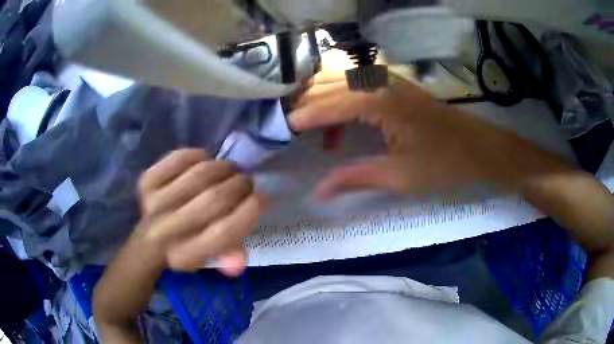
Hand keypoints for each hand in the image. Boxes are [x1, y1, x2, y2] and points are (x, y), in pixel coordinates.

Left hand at [133, 149, 261, 275]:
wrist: (149, 236)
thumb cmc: (186, 246)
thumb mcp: (210, 260)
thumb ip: (230, 257)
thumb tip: (242, 255)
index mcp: (186, 256)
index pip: (223, 232)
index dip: (247, 213)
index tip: (259, 199)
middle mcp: (167, 230)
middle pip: (214, 199)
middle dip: (239, 186)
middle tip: (246, 182)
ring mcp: (154, 203)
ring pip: (200, 174)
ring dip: (223, 168)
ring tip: (230, 170)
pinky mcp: (147, 181)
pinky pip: (180, 158)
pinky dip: (197, 156)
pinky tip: (203, 161)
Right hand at [290, 73, 568, 198]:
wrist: (482, 150)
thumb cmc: (445, 164)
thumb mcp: (398, 176)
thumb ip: (354, 177)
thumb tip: (317, 192)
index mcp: (377, 102)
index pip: (325, 105)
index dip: (299, 119)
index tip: (276, 132)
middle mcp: (378, 82)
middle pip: (327, 85)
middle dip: (303, 105)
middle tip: (285, 129)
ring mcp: (388, 81)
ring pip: (340, 81)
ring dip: (320, 101)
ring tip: (306, 129)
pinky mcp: (396, 87)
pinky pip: (356, 87)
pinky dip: (340, 104)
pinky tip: (340, 130)